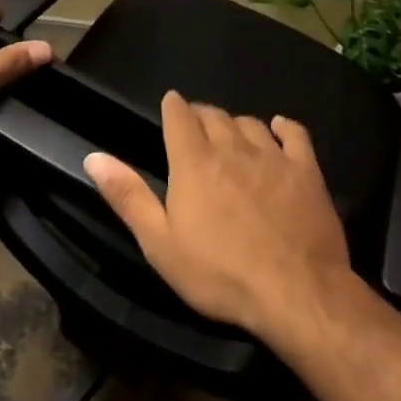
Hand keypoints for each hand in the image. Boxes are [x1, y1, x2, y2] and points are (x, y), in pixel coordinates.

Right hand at [84, 92, 352, 339]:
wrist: (297, 293)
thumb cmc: (220, 274)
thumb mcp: (160, 244)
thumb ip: (128, 196)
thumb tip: (94, 157)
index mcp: (193, 161)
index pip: (179, 114)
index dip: (173, 107)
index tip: (171, 109)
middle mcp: (231, 147)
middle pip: (214, 114)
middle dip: (202, 116)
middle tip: (197, 131)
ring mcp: (272, 156)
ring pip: (249, 123)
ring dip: (237, 124)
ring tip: (232, 137)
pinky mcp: (306, 171)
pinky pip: (295, 134)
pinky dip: (284, 127)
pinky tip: (280, 129)